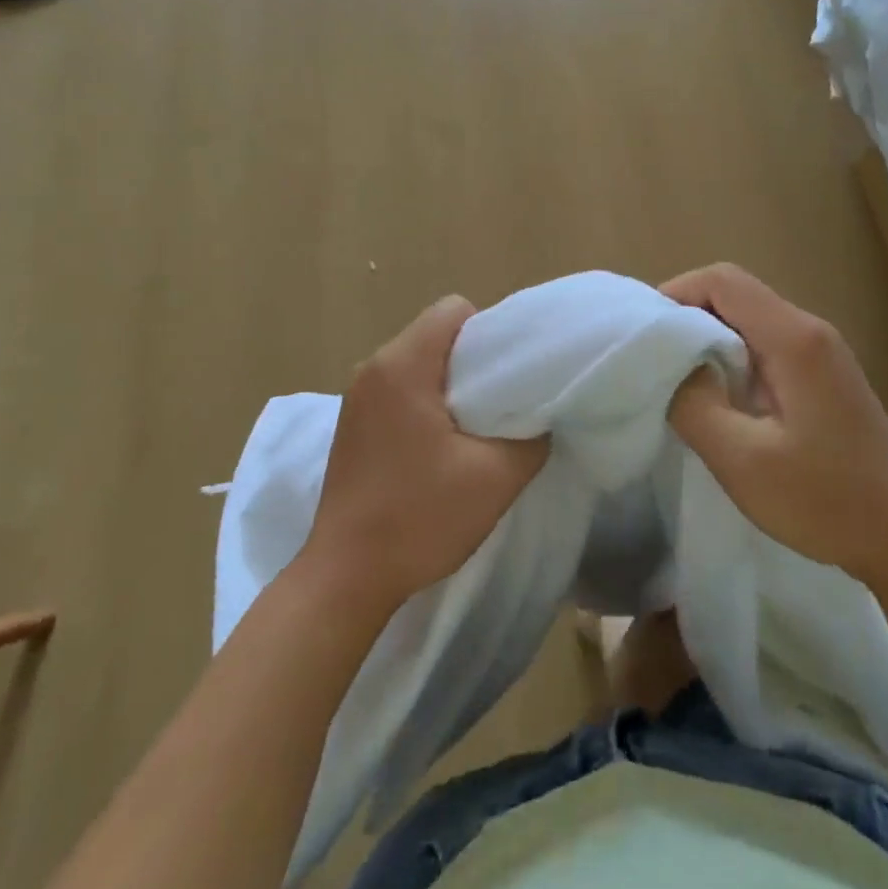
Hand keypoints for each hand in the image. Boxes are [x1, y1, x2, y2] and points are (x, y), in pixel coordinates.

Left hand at [300, 296, 549, 613]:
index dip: (489, 334)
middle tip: (499, 406)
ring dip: (448, 385)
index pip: (454, 310)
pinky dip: (424, 402)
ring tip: (472, 429)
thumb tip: (541, 415)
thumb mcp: (495, 478)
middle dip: (472, 361)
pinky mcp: (352, 422)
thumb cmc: (419, 518)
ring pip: (418, 362)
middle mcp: (373, 367)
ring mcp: (357, 396)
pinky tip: (438, 447)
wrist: (346, 578)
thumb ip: (532, 436)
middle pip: (436, 333)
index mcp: (402, 365)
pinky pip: (398, 388)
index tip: (507, 377)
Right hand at [662, 264, 887, 581]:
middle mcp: (810, 330)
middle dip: (687, 314)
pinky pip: (766, 343)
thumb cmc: (825, 500)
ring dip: (708, 336)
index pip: (723, 281)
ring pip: (749, 318)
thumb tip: (670, 365)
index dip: (676, 292)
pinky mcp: (823, 374)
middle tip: (653, 357)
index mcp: (793, 338)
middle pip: (735, 293)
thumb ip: (694, 403)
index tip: (645, 332)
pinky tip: (718, 395)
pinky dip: (731, 355)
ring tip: (677, 377)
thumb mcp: (743, 459)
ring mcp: (821, 351)